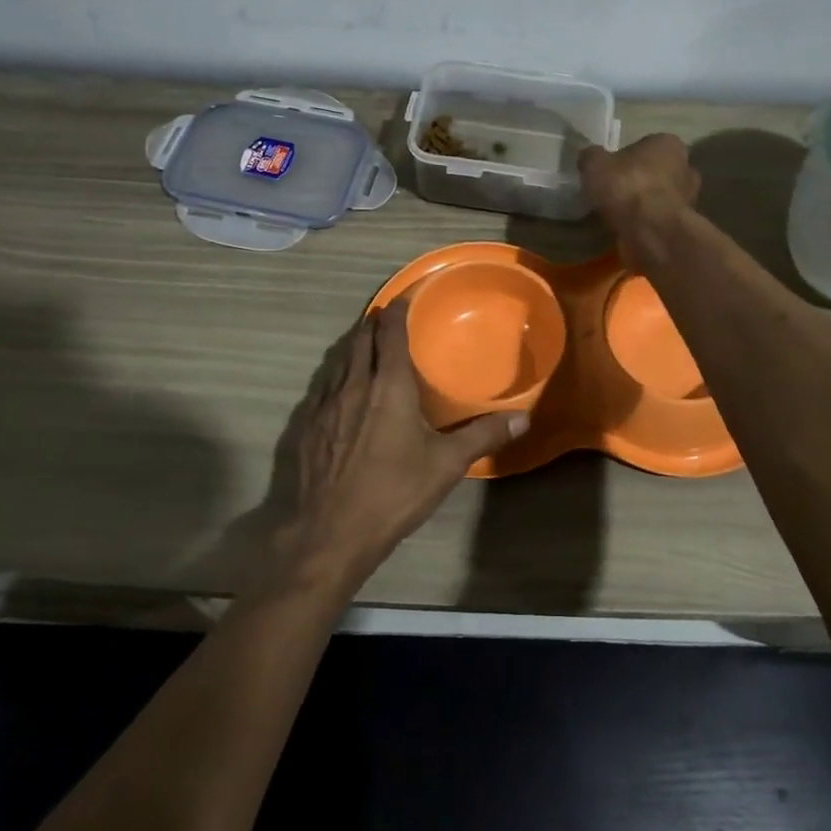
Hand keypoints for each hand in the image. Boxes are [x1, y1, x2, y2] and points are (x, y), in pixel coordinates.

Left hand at [275, 302, 527, 593]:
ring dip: (353, 348)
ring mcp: (325, 405)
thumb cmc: (395, 491)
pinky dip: (336, 376)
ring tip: (365, 346)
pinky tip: (341, 391)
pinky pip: (323, 387)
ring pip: (339, 361)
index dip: (395, 312)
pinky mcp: (307, 426)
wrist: (331, 531)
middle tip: (385, 319)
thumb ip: (483, 436)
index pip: (389, 334)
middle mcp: (354, 385)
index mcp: (389, 386)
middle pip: (360, 341)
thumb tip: (523, 418)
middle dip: (372, 325)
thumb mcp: (447, 464)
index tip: (402, 299)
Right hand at [578, 133, 699, 252]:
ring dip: (645, 203)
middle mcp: (686, 166)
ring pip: (661, 196)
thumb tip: (590, 156)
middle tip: (614, 192)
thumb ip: (592, 156)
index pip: (645, 145)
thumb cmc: (626, 187)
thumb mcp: (595, 164)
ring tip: (619, 214)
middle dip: (639, 180)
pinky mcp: (684, 224)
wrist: (651, 231)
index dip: (626, 158)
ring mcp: (689, 197)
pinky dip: (648, 222)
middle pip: (657, 170)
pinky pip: (660, 218)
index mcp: (668, 143)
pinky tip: (629, 228)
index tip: (610, 171)